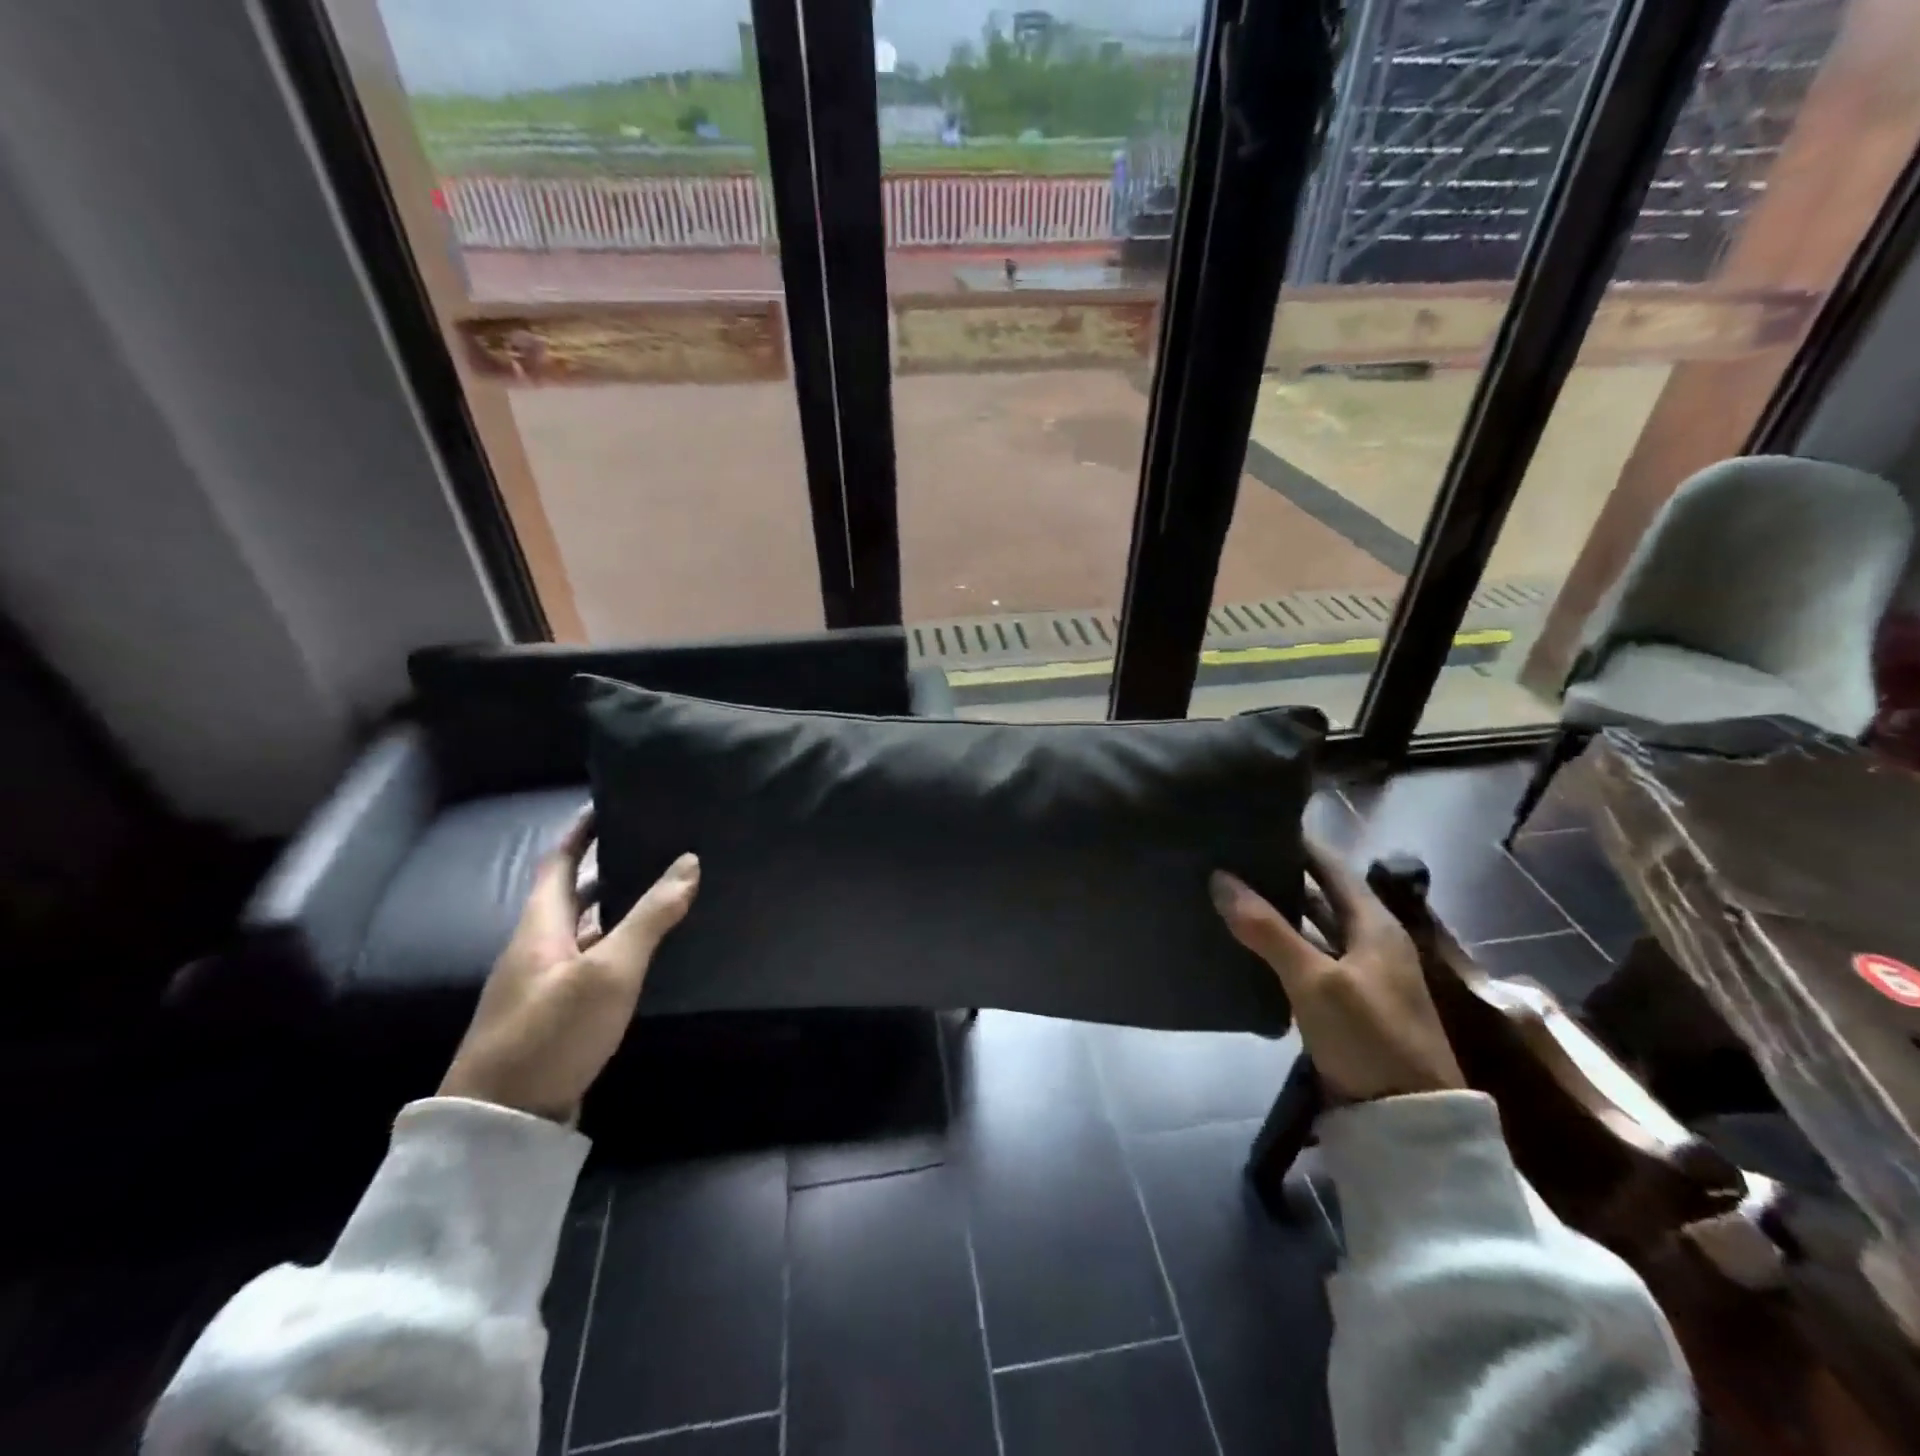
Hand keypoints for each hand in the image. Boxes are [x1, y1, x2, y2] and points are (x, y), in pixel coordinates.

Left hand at [439, 811, 698, 1122]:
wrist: (499, 1123)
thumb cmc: (551, 1033)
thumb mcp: (609, 972)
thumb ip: (650, 917)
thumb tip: (688, 862)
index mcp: (539, 926)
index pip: (558, 862)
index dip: (580, 831)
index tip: (608, 803)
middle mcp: (536, 948)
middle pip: (571, 894)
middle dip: (606, 867)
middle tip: (652, 845)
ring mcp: (542, 984)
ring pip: (583, 931)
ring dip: (615, 909)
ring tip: (661, 891)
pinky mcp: (553, 1014)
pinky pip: (589, 962)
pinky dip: (616, 946)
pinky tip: (645, 954)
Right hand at [1211, 840, 1463, 1102]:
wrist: (1408, 1120)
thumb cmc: (1369, 1037)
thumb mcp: (1315, 981)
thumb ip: (1267, 930)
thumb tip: (1219, 878)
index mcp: (1375, 925)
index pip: (1331, 867)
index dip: (1298, 844)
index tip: (1256, 823)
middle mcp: (1369, 941)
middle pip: (1320, 895)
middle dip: (1279, 875)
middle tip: (1230, 856)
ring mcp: (1357, 974)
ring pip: (1310, 929)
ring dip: (1276, 912)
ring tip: (1227, 891)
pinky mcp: (1343, 1002)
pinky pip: (1305, 959)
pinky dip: (1278, 946)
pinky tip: (1244, 942)